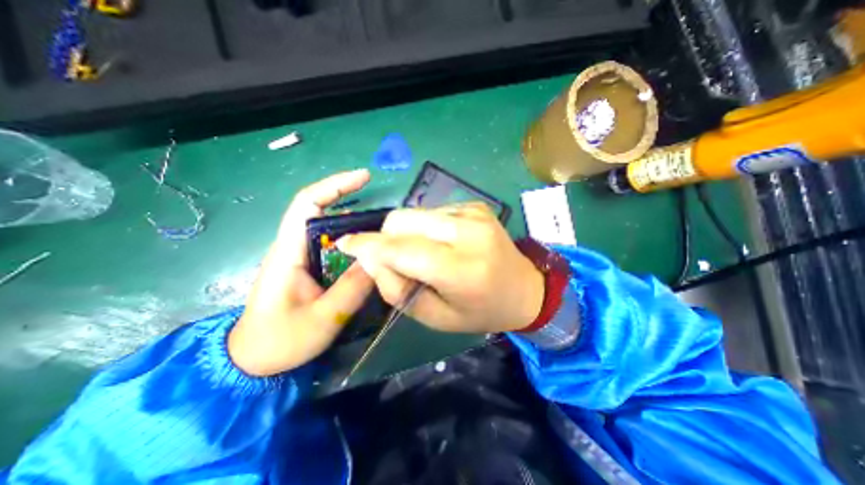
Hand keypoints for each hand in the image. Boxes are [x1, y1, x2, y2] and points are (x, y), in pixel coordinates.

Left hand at [229, 168, 374, 376]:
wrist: (253, 361)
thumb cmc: (280, 341)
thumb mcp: (322, 317)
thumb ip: (352, 287)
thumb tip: (379, 258)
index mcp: (289, 252)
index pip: (307, 203)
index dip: (335, 185)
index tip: (365, 177)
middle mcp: (294, 247)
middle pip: (322, 211)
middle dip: (352, 203)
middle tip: (385, 214)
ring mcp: (301, 256)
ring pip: (330, 229)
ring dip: (355, 224)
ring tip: (382, 232)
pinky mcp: (308, 267)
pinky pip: (333, 246)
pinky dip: (352, 242)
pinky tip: (368, 251)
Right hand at [335, 202, 537, 335]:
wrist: (525, 289)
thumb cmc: (481, 311)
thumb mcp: (436, 317)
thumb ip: (398, 290)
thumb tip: (371, 258)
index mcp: (461, 269)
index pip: (402, 248)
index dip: (368, 245)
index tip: (346, 245)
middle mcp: (468, 232)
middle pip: (403, 220)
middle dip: (386, 237)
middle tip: (394, 259)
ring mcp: (473, 213)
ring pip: (414, 212)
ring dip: (407, 233)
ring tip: (423, 254)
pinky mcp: (474, 205)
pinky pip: (432, 211)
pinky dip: (425, 227)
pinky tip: (441, 243)